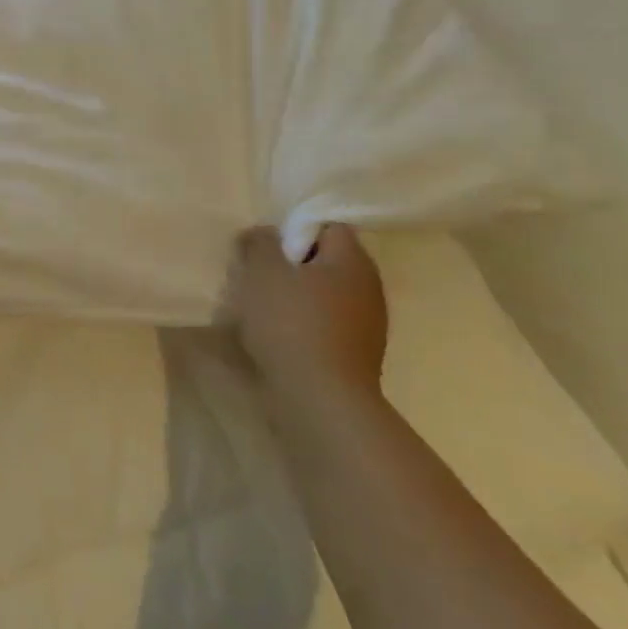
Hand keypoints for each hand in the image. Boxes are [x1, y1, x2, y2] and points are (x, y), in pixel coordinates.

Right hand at [228, 223, 387, 410]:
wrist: (321, 402)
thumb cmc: (292, 323)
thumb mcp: (263, 270)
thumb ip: (261, 241)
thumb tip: (265, 234)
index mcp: (353, 261)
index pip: (328, 226)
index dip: (295, 228)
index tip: (266, 243)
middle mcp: (369, 288)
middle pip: (326, 260)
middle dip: (292, 263)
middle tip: (258, 270)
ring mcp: (368, 326)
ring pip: (324, 294)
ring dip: (295, 295)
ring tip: (261, 304)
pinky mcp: (356, 356)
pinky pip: (325, 324)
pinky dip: (303, 323)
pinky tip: (276, 334)